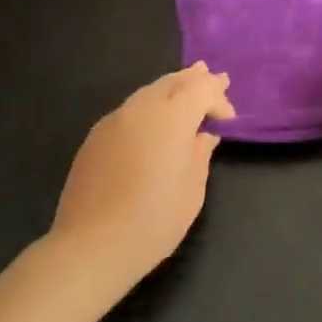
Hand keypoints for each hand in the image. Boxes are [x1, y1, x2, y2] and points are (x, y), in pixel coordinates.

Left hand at [50, 63, 234, 288]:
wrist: (92, 246)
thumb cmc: (153, 222)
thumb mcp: (191, 192)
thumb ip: (200, 155)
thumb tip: (204, 136)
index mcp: (172, 119)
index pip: (201, 90)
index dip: (217, 97)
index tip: (229, 117)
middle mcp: (142, 110)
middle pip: (172, 82)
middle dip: (195, 79)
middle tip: (212, 76)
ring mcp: (114, 120)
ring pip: (148, 92)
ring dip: (170, 87)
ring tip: (185, 86)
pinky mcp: (95, 136)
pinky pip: (129, 109)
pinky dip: (148, 105)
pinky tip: (153, 118)